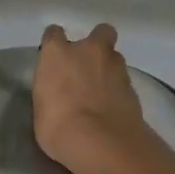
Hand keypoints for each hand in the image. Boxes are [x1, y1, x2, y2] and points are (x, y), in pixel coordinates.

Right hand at [33, 23, 159, 173]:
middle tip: (89, 65)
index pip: (54, 34)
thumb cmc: (58, 125)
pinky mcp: (133, 85)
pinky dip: (119, 89)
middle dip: (96, 43)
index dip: (55, 44)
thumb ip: (50, 91)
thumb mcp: (41, 108)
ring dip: (109, 68)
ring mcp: (115, 65)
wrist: (100, 141)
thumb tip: (57, 93)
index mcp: (58, 53)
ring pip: (115, 56)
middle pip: (99, 32)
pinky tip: (113, 106)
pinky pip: (124, 80)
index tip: (55, 58)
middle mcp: (88, 50)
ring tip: (103, 90)